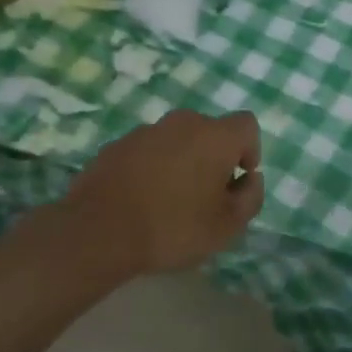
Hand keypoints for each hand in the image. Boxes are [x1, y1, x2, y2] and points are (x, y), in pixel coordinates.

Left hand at [57, 109, 264, 278]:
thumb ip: (250, 198)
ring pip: (177, 140)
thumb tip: (252, 179)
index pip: (247, 125)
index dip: (249, 150)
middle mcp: (183, 122)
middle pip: (210, 131)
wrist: (99, 230)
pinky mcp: (118, 144)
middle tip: (206, 196)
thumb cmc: (173, 227)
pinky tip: (142, 199)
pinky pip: (148, 151)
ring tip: (171, 201)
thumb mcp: (226, 226)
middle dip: (214, 158)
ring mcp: (147, 130)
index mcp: (215, 135)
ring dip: (182, 161)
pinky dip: (153, 167)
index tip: (237, 181)